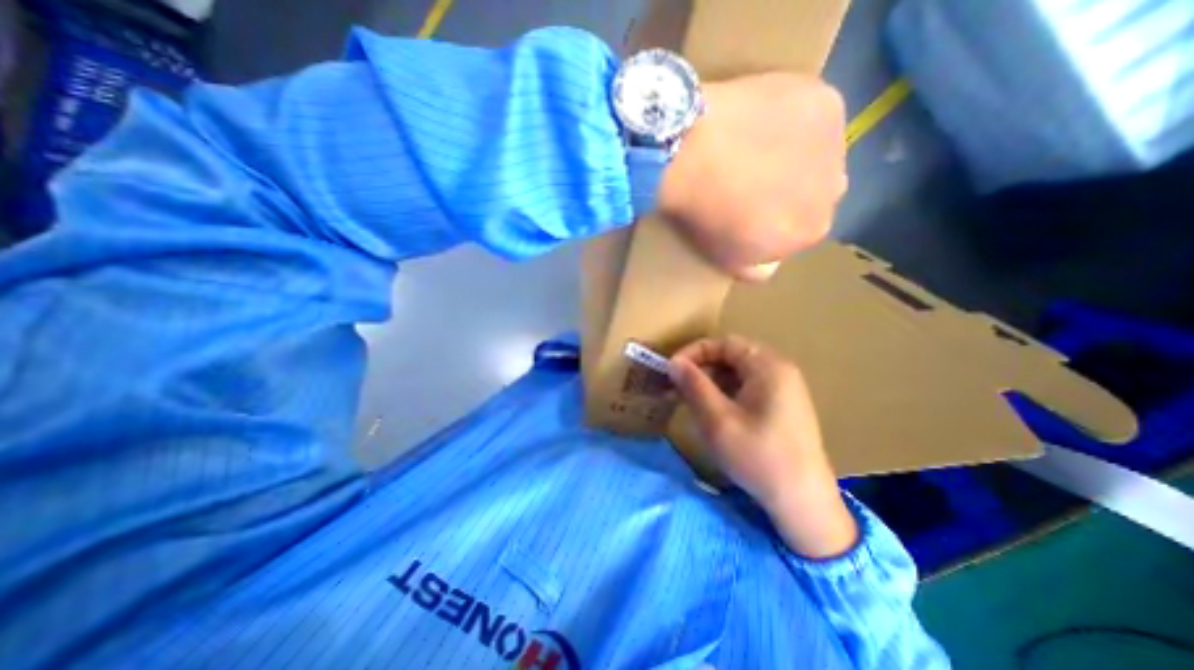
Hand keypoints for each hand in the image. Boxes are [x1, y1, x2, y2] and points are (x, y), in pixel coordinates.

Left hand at [653, 74, 846, 281]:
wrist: (691, 154)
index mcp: (812, 232)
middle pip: (815, 191)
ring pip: (818, 154)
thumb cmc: (705, 214)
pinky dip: (793, 119)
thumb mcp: (726, 260)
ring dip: (796, 154)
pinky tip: (762, 120)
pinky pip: (813, 115)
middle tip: (752, 179)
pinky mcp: (824, 101)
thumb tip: (771, 264)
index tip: (749, 210)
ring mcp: (834, 142)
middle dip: (791, 189)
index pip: (801, 229)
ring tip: (754, 147)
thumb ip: (758, 269)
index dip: (776, 220)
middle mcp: (835, 190)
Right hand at [671, 335, 857, 558]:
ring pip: (739, 373)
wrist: (803, 502)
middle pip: (733, 356)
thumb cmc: (758, 457)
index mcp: (768, 367)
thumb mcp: (717, 420)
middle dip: (702, 367)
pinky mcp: (784, 406)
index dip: (695, 352)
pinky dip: (727, 393)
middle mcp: (780, 370)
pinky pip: (749, 388)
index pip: (725, 343)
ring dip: (713, 381)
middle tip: (679, 386)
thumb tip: (673, 362)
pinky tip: (715, 413)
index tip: (672, 370)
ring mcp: (785, 389)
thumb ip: (694, 385)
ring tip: (693, 400)